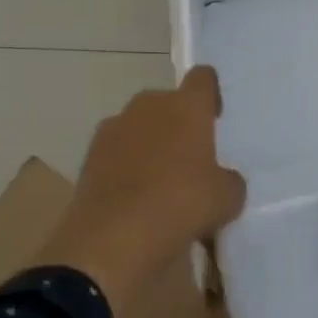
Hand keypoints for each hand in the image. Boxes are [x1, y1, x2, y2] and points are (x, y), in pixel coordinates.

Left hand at [40, 66, 247, 308]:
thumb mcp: (226, 199)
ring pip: (139, 126)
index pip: (203, 78)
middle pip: (168, 103)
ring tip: (160, 181)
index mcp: (186, 106)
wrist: (113, 238)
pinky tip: (134, 197)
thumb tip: (222, 179)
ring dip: (150, 144)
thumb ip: (229, 180)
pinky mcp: (89, 155)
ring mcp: (114, 128)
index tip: (215, 119)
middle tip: (190, 158)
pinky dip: (125, 166)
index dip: (211, 95)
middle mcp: (148, 106)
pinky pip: (116, 152)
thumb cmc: (181, 205)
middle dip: (178, 123)